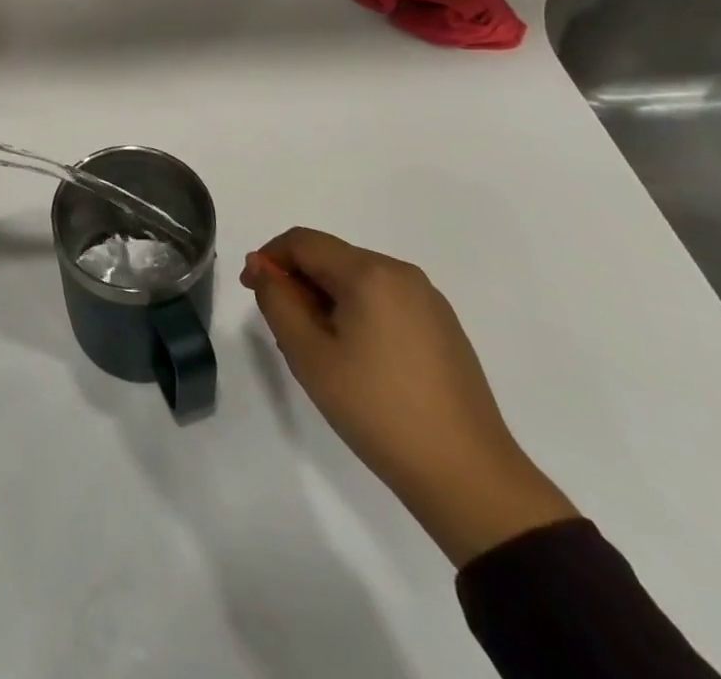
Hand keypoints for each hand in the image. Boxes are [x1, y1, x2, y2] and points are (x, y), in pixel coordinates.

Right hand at [242, 228, 577, 565]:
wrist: (468, 478)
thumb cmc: (378, 410)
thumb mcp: (309, 355)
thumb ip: (277, 301)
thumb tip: (264, 268)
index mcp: (370, 273)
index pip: (303, 241)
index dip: (269, 258)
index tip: (251, 290)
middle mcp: (402, 273)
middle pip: (332, 258)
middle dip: (299, 282)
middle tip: (284, 330)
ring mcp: (428, 300)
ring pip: (358, 280)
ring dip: (326, 299)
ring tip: (319, 350)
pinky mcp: (443, 327)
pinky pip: (385, 300)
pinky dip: (358, 313)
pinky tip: (358, 359)